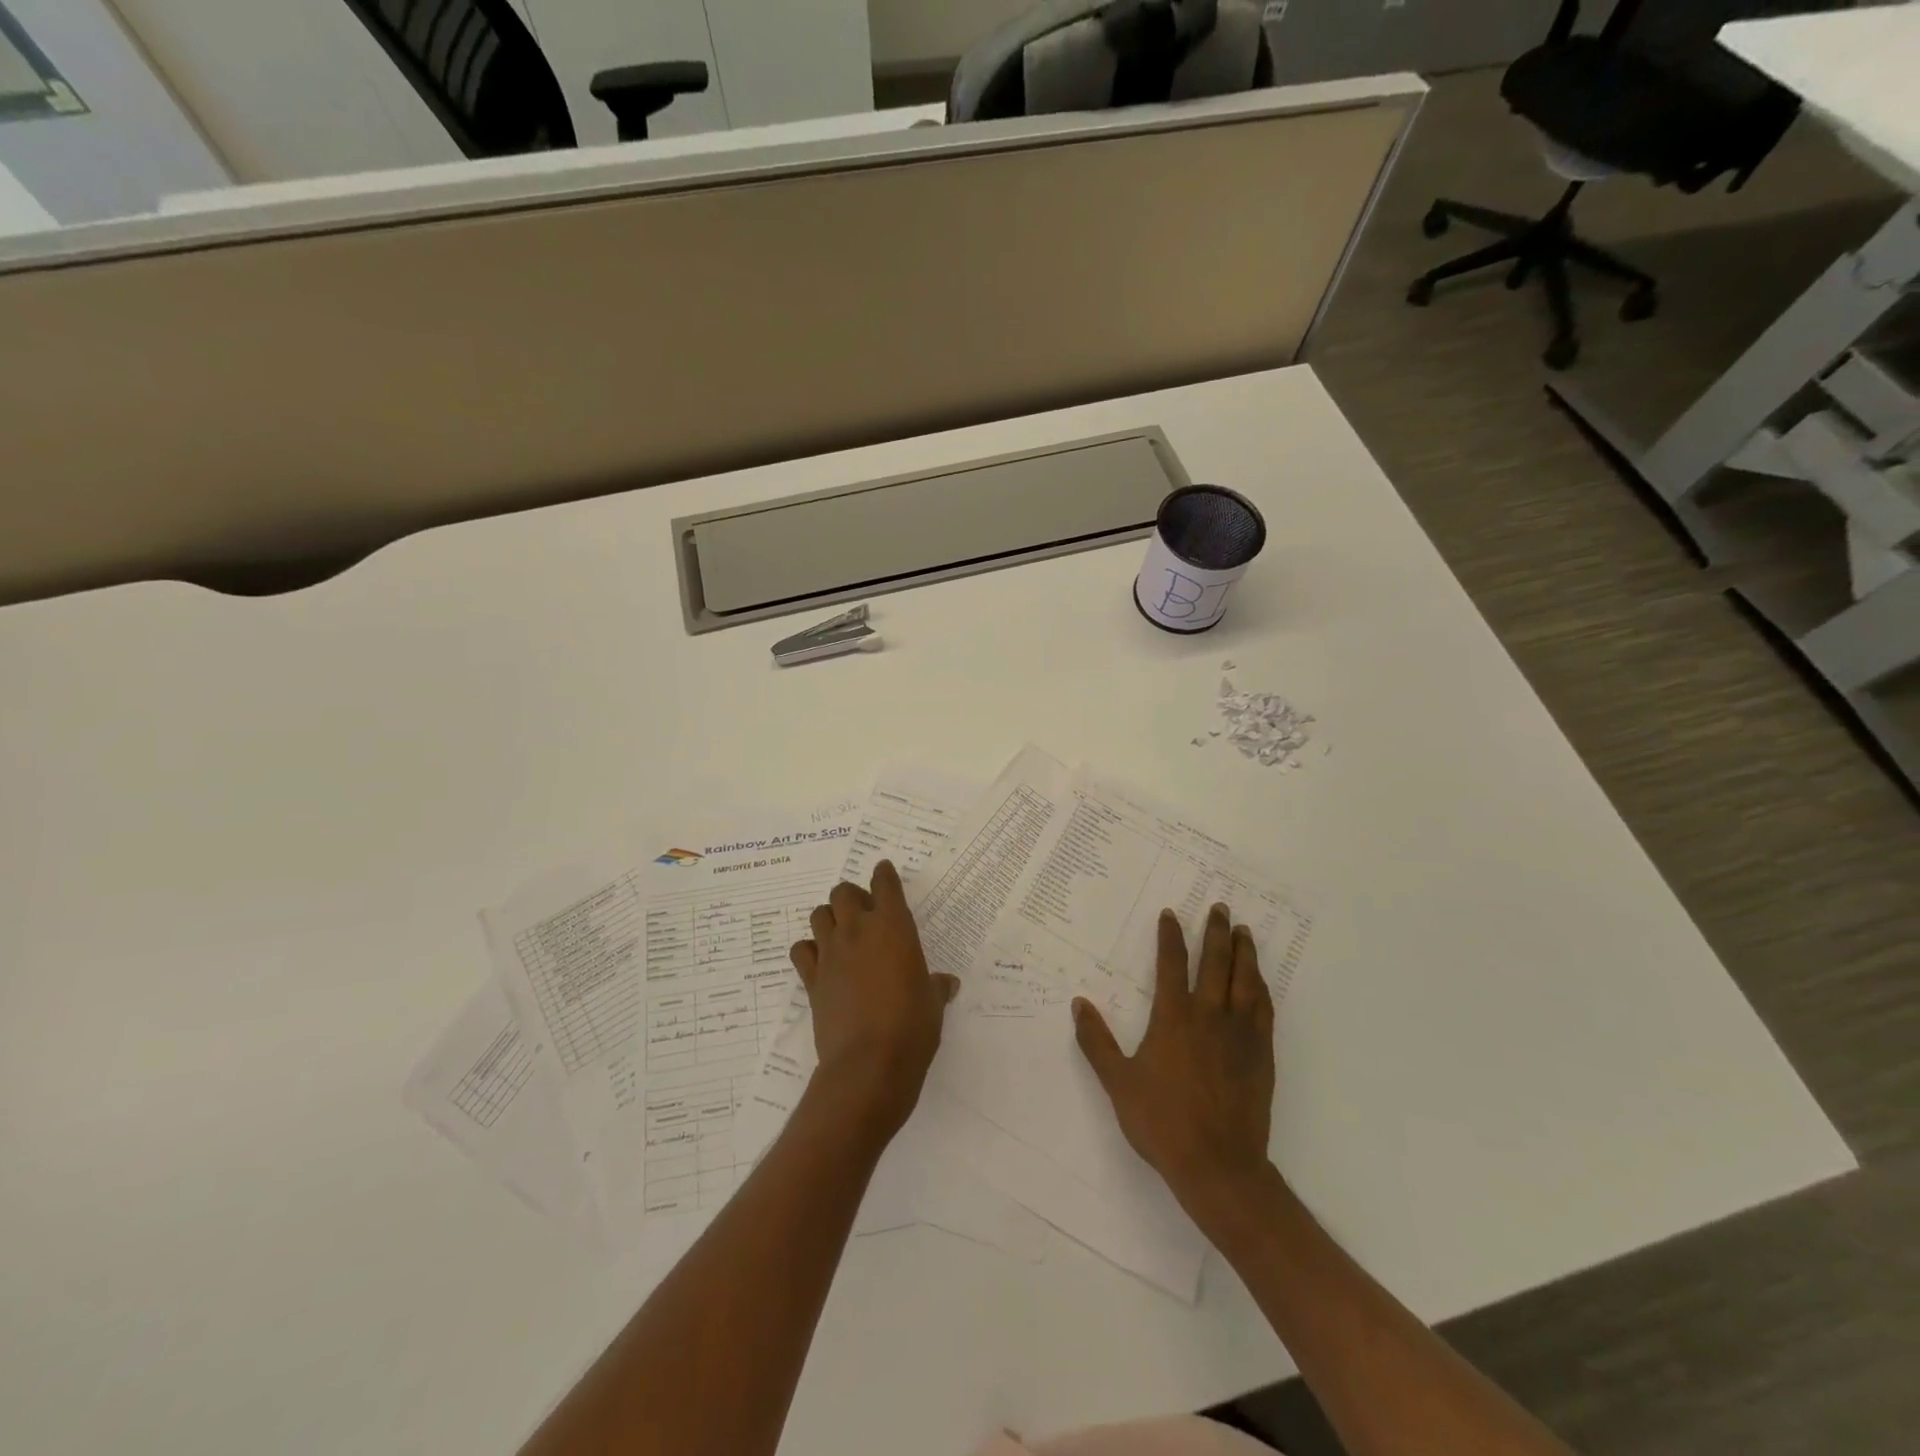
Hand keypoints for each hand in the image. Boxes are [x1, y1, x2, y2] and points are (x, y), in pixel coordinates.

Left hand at [790, 860, 959, 1142]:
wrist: (869, 1064)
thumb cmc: (913, 1026)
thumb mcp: (934, 1003)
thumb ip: (937, 986)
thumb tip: (946, 983)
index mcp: (894, 926)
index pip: (884, 883)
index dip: (884, 874)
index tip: (883, 872)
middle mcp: (859, 930)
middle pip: (843, 892)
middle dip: (852, 896)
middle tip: (863, 913)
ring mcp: (831, 952)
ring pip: (819, 914)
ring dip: (829, 918)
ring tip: (841, 934)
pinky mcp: (811, 978)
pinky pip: (801, 950)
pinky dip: (809, 950)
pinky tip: (820, 962)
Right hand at [1072, 904, 1275, 1222]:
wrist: (1218, 1165)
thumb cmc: (1162, 1122)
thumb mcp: (1118, 1082)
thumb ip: (1097, 1041)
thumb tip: (1078, 1003)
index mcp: (1174, 1018)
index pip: (1172, 964)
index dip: (1170, 936)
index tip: (1171, 914)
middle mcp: (1210, 1016)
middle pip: (1216, 962)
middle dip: (1216, 932)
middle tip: (1220, 908)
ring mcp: (1240, 1034)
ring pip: (1245, 980)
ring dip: (1244, 952)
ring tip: (1244, 932)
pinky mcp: (1261, 1054)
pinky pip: (1264, 1009)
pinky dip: (1261, 987)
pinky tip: (1260, 981)